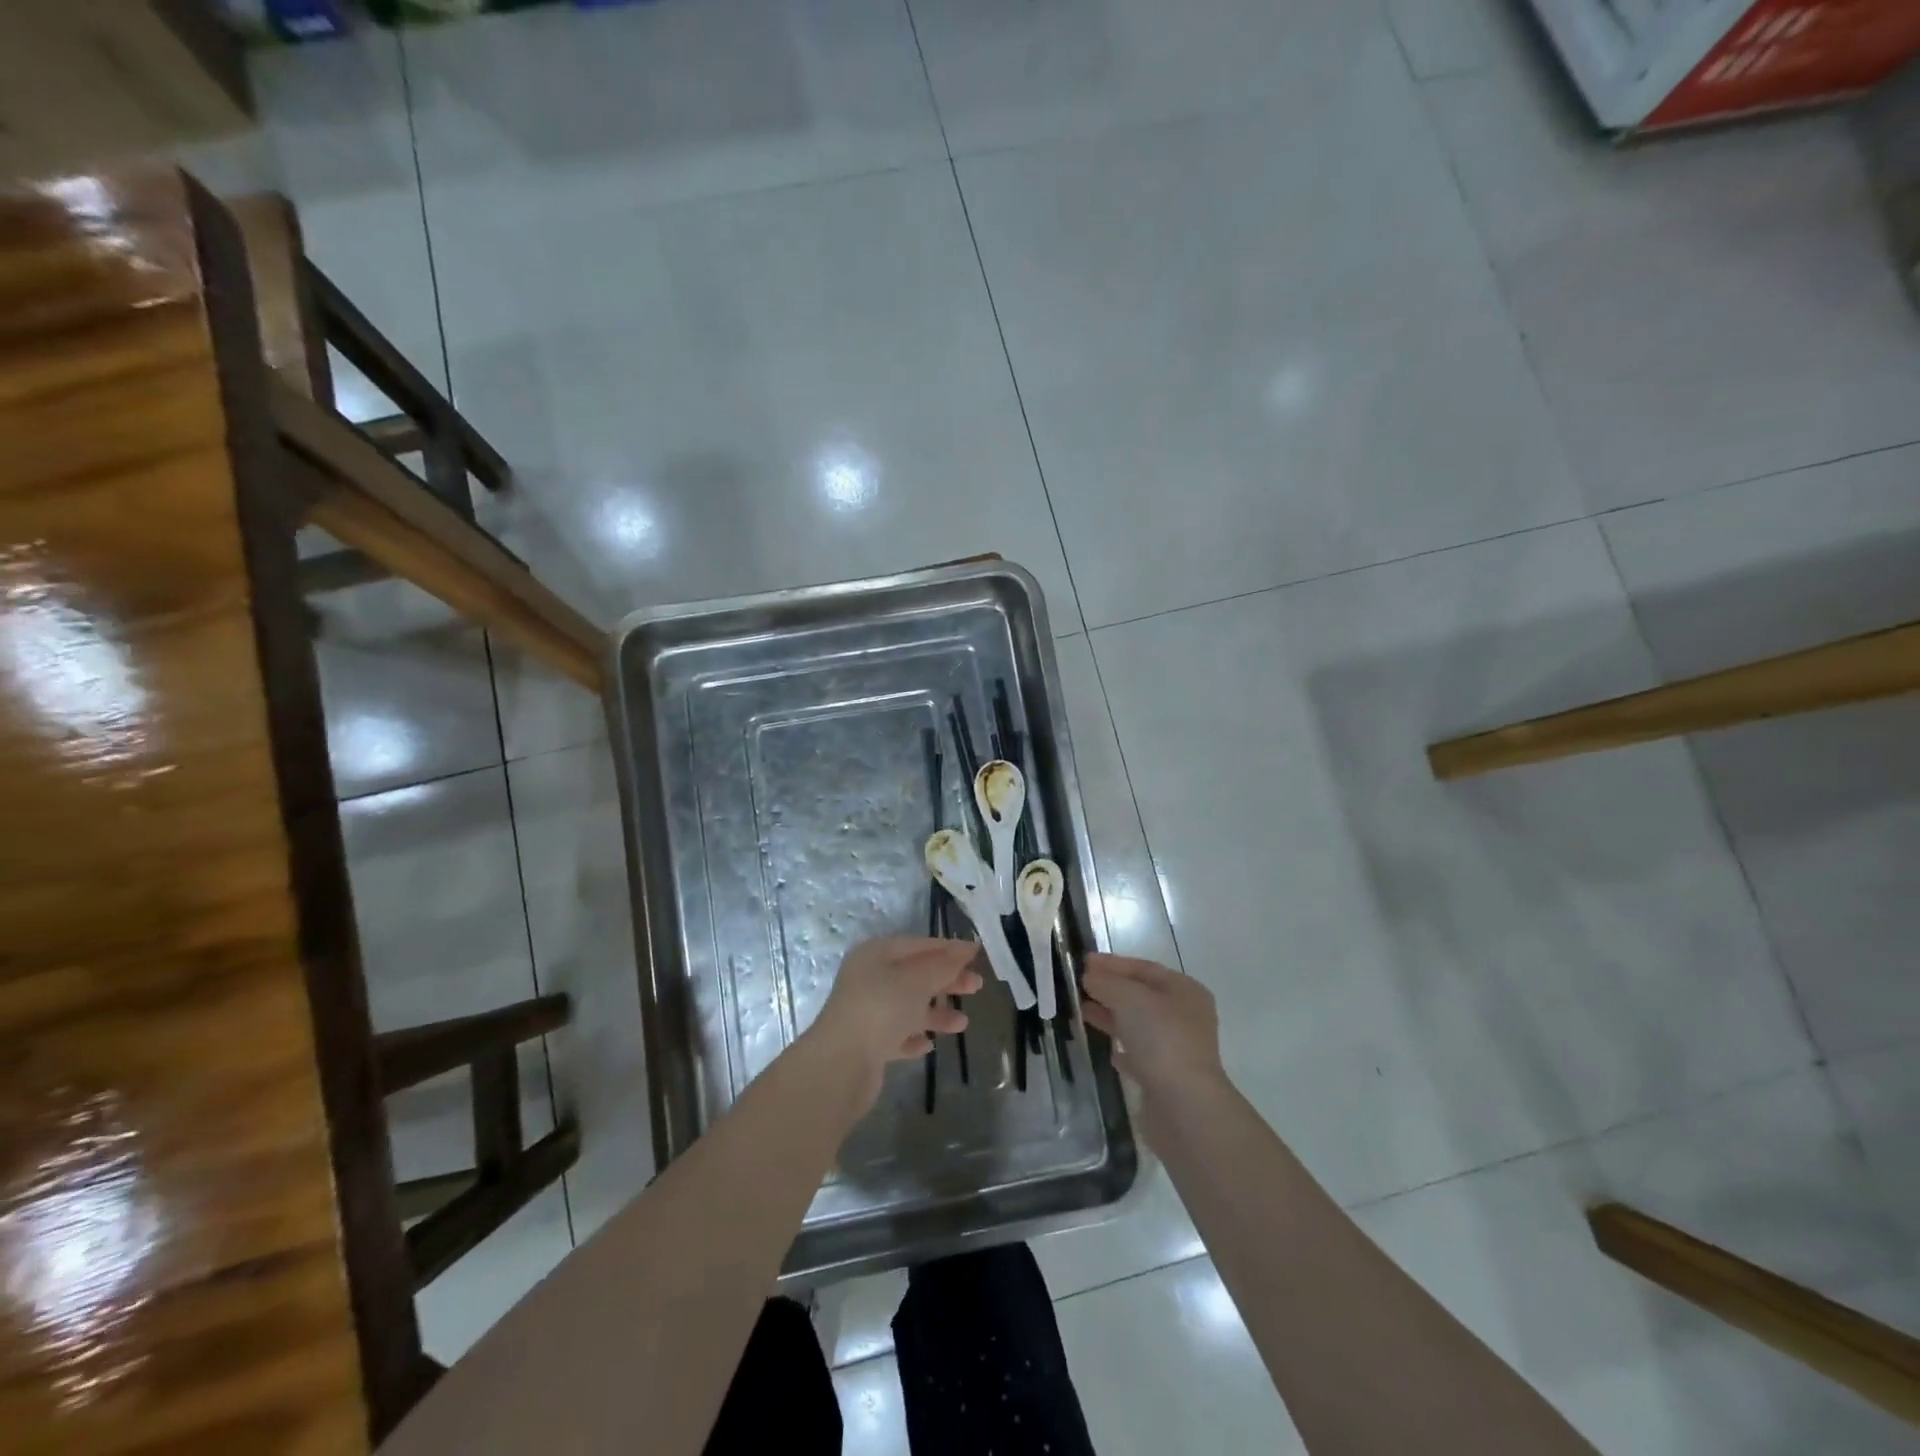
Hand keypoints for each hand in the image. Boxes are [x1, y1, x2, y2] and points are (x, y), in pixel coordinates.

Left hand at [806, 937, 982, 1112]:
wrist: (842, 1064)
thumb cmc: (882, 1008)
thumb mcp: (918, 979)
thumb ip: (944, 964)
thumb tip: (967, 947)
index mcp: (877, 954)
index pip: (919, 945)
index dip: (949, 948)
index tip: (977, 954)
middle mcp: (870, 978)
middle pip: (915, 974)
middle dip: (947, 980)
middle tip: (977, 986)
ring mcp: (867, 1011)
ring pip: (909, 1006)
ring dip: (936, 1012)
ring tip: (962, 1024)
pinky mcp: (868, 1043)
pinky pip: (897, 1034)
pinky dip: (914, 1035)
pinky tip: (929, 1044)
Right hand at [1080, 954, 1227, 1110]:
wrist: (1184, 1106)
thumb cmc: (1161, 1039)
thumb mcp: (1129, 998)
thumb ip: (1107, 983)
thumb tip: (1089, 977)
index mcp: (1185, 991)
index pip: (1144, 968)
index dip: (1113, 963)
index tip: (1083, 961)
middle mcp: (1185, 1017)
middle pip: (1141, 995)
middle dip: (1110, 989)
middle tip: (1078, 985)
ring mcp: (1177, 1048)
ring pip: (1138, 1025)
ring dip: (1111, 1017)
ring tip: (1081, 1012)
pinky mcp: (1166, 1077)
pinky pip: (1139, 1055)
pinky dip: (1122, 1048)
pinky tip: (1105, 1050)